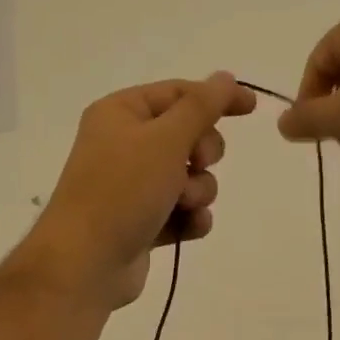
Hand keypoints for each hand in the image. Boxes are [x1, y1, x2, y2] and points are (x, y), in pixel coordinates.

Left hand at [25, 73, 256, 309]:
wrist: (87, 262)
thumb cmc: (123, 191)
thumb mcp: (166, 139)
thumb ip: (201, 107)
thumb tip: (224, 77)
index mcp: (121, 113)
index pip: (178, 93)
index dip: (217, 98)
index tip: (252, 107)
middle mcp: (125, 145)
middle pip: (188, 136)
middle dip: (202, 154)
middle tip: (196, 165)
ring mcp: (133, 187)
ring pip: (191, 178)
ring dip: (198, 191)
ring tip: (183, 205)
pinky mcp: (143, 222)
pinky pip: (183, 211)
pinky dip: (190, 218)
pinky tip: (187, 228)